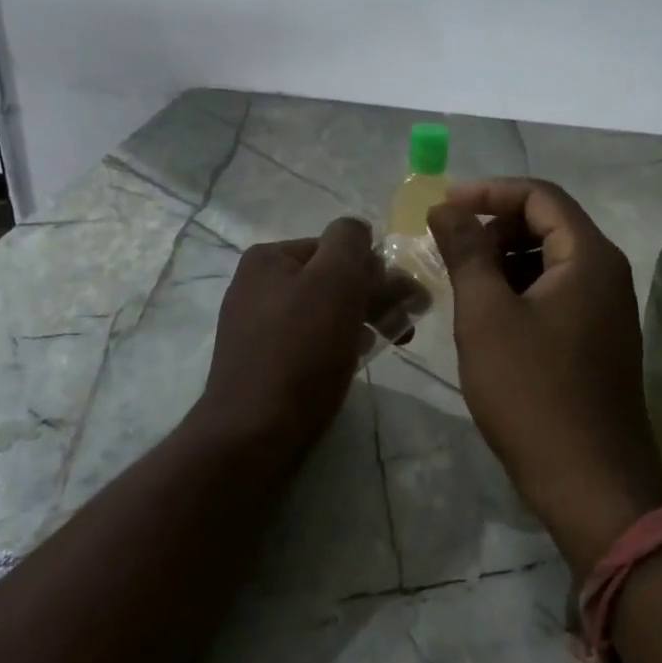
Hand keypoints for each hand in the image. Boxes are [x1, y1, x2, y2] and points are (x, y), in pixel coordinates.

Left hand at [196, 218, 383, 460]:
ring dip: (360, 319)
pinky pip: (308, 339)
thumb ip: (350, 242)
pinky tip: (355, 359)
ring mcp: (255, 324)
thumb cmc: (301, 351)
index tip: (405, 299)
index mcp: (268, 258)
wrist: (254, 432)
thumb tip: (357, 230)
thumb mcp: (335, 281)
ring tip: (389, 341)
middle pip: (329, 278)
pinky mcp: (261, 360)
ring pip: (322, 310)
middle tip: (407, 324)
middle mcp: (255, 284)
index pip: (336, 246)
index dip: (374, 269)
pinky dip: (336, 343)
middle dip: (373, 296)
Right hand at [429, 180, 661, 571]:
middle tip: (445, 247)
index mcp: (588, 257)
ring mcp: (604, 310)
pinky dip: (517, 290)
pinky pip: (553, 294)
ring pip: (548, 262)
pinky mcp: (595, 340)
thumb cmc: (532, 392)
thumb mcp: (486, 316)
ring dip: (502, 260)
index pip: (540, 196)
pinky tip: (484, 315)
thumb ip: (466, 252)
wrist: (589, 482)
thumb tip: (445, 208)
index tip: (442, 207)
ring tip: (458, 280)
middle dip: (493, 226)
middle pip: (547, 224)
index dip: (488, 192)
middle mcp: (605, 274)